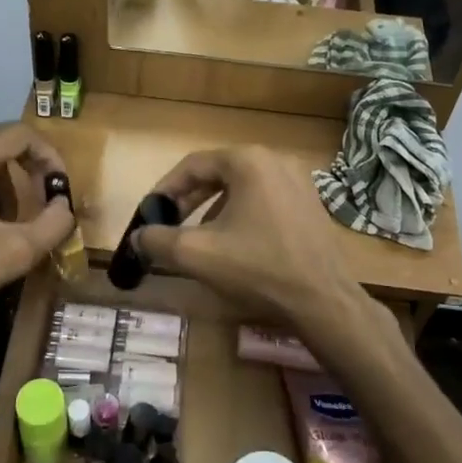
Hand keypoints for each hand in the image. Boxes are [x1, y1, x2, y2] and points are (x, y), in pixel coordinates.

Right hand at [132, 147, 367, 331]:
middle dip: (189, 201)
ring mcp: (299, 181)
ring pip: (241, 189)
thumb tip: (138, 236)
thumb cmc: (258, 269)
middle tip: (169, 226)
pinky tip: (236, 247)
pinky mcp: (311, 204)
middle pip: (218, 174)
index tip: (150, 214)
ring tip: (200, 240)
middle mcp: (276, 160)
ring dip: (214, 210)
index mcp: (248, 161)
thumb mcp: (197, 254)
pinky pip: (264, 200)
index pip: (193, 165)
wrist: (323, 301)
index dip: (165, 190)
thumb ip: (158, 240)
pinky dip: (242, 216)